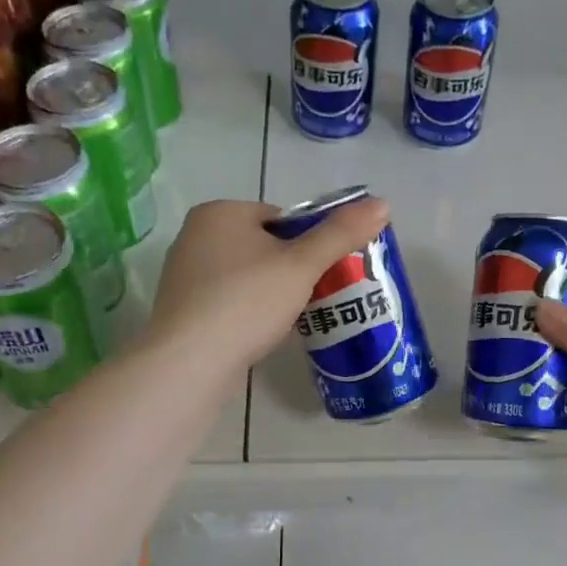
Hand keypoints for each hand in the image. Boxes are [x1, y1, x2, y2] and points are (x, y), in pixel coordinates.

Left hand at [148, 197, 389, 371]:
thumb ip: (340, 234)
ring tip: (294, 319)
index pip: (279, 217)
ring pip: (247, 277)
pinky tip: (264, 335)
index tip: (322, 272)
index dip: (307, 243)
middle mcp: (195, 236)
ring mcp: (185, 275)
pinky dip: (249, 314)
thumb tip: (382, 203)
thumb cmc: (247, 301)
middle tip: (315, 297)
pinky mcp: (183, 311)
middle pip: (263, 247)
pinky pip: (229, 303)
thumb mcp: (302, 265)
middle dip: (291, 271)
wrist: (191, 362)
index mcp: (219, 212)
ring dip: (272, 294)